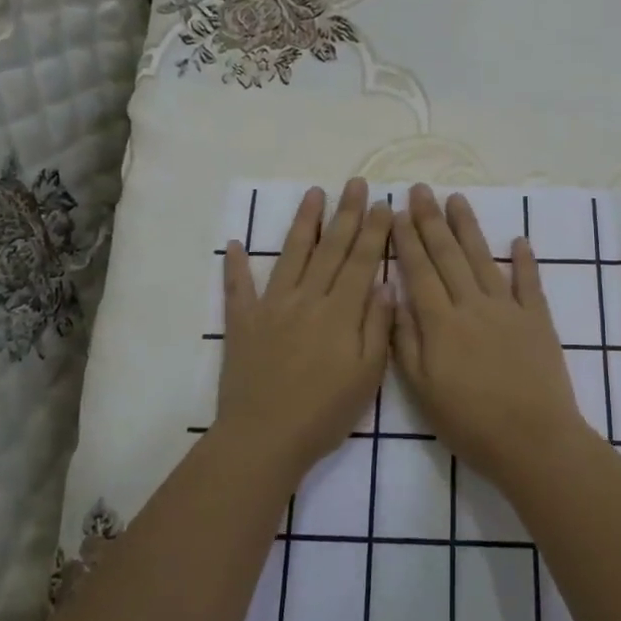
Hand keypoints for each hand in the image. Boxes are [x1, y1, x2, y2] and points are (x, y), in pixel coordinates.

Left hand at [216, 178, 394, 477]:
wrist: (264, 437)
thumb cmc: (324, 412)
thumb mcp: (367, 375)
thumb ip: (377, 326)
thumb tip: (385, 284)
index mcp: (340, 312)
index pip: (361, 261)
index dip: (374, 230)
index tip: (384, 203)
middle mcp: (306, 299)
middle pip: (330, 248)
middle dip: (346, 214)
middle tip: (356, 183)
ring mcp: (271, 307)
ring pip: (291, 255)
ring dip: (303, 222)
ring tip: (314, 193)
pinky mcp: (243, 323)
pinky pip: (238, 288)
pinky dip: (236, 265)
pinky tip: (235, 243)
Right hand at [391, 184, 589, 483]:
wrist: (533, 440)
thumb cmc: (470, 422)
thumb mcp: (422, 390)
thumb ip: (405, 341)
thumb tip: (393, 297)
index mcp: (441, 323)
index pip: (419, 271)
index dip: (407, 240)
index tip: (398, 212)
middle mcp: (472, 305)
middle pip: (448, 255)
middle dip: (432, 220)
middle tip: (421, 189)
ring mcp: (508, 309)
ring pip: (484, 259)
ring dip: (469, 227)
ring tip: (457, 199)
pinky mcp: (538, 320)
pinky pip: (530, 283)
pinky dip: (524, 260)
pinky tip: (518, 239)